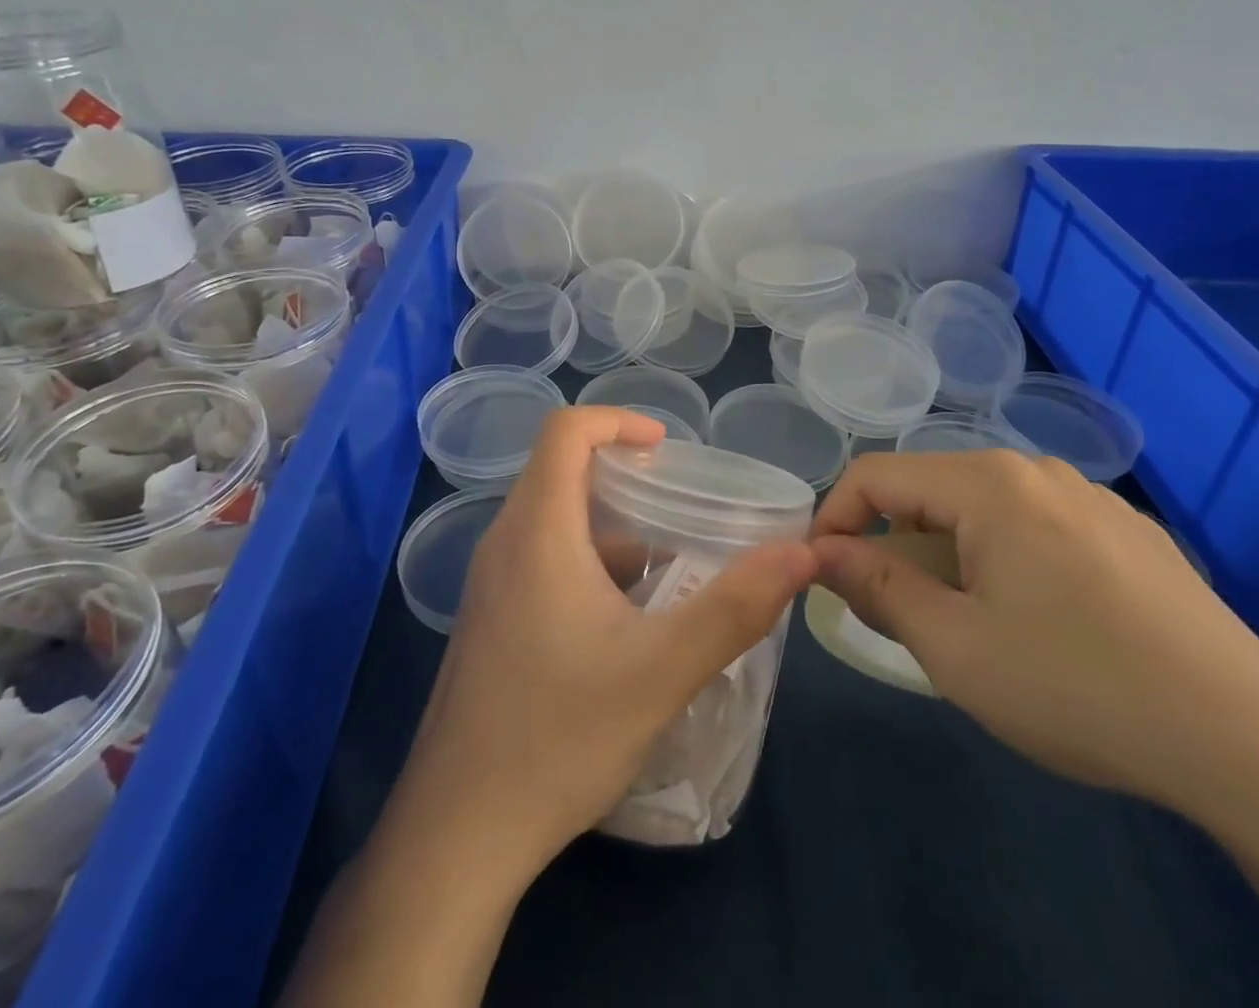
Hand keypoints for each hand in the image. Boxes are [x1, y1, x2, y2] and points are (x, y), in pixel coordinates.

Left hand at [402, 407, 818, 877]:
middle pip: (561, 472)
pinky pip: (543, 562)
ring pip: (554, 522)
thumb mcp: (661, 671)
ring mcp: (491, 586)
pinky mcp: (490, 622)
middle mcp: (505, 544)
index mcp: (537, 531)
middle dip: (624, 476)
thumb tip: (801, 554)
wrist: (457, 837)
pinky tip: (627, 623)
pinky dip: (590, 565)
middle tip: (680, 506)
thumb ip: (734, 607)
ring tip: (668, 568)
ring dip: (611, 528)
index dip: (617, 421)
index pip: (565, 431)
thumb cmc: (557, 738)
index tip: (667, 450)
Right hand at [811, 449, 1258, 814]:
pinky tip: (1038, 625)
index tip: (821, 576)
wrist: (1254, 745)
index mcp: (989, 483)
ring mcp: (1090, 498)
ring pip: (983, 512)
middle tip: (892, 616)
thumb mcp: (955, 648)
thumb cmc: (1078, 688)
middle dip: (894, 546)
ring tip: (964, 627)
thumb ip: (877, 588)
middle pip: (931, 492)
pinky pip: (1036, 529)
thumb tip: (824, 554)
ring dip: (948, 557)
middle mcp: (1036, 470)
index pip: (876, 474)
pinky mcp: (1128, 534)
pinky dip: (1003, 562)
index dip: (834, 519)